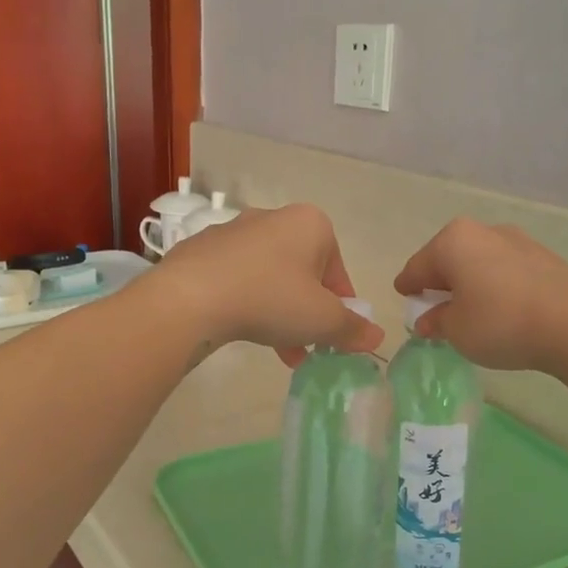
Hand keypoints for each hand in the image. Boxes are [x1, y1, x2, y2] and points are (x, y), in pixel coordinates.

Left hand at [159, 204, 382, 364]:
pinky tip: (241, 329)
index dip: (341, 308)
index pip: (338, 271)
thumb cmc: (271, 299)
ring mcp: (234, 232)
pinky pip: (237, 279)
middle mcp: (274, 218)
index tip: (333, 337)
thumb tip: (376, 336)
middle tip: (306, 346)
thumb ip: (353, 329)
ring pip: (270, 278)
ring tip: (277, 350)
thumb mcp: (323, 320)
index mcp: (311, 224)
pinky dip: (247, 303)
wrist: (191, 297)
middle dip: (307, 313)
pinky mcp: (203, 250)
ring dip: (279, 313)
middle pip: (304, 274)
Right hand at [394, 218, 567, 373]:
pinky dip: (495, 285)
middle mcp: (483, 232)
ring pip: (479, 262)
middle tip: (434, 305)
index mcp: (453, 241)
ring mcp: (518, 241)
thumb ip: (438, 322)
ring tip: (470, 310)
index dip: (407, 285)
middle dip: (440, 280)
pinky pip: (505, 270)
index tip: (403, 295)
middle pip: (449, 258)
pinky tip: (500, 308)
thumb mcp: (457, 330)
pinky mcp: (544, 257)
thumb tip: (429, 320)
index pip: (418, 266)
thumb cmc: (501, 322)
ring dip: (470, 282)